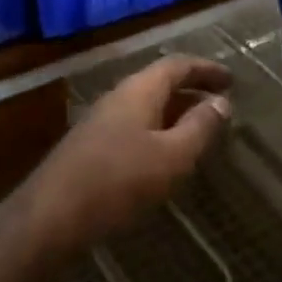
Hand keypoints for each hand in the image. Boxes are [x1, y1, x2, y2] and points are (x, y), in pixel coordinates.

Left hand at [15, 55, 233, 262]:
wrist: (50, 216)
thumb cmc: (118, 181)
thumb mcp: (171, 156)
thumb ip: (199, 127)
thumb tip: (222, 102)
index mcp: (138, 90)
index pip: (177, 65)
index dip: (205, 69)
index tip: (231, 79)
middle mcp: (118, 98)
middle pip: (160, 83)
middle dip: (192, 90)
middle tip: (221, 103)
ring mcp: (102, 122)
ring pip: (147, 106)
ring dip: (175, 112)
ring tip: (200, 129)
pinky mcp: (92, 147)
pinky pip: (135, 126)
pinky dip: (159, 131)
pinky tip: (166, 156)